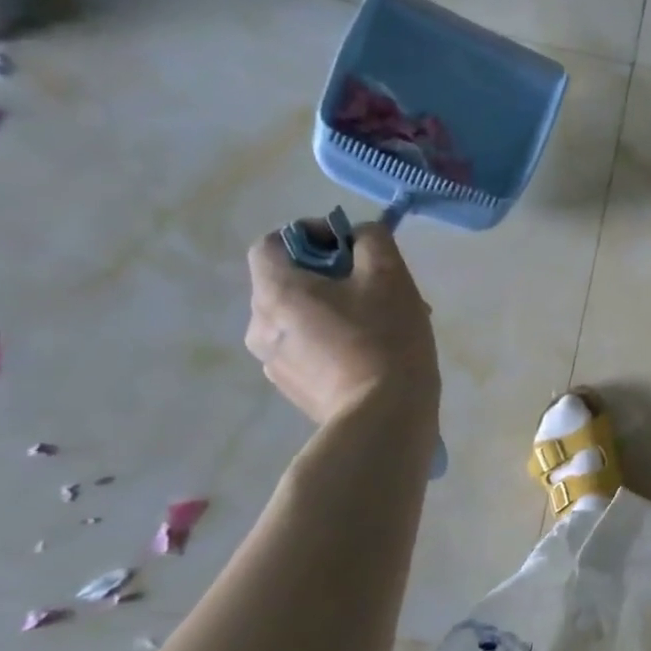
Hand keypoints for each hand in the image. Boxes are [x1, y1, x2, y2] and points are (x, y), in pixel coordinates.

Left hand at [244, 221, 439, 425]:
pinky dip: (335, 339)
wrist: (384, 415)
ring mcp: (272, 361)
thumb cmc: (385, 337)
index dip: (311, 234)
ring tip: (383, 323)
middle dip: (334, 275)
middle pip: (290, 281)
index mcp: (275, 292)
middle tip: (379, 287)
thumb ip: (371, 239)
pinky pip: (309, 347)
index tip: (352, 248)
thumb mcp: (389, 274)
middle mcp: (260, 324)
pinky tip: (373, 353)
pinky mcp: (292, 387)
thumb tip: (358, 237)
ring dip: (337, 308)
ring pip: (303, 316)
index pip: (272, 243)